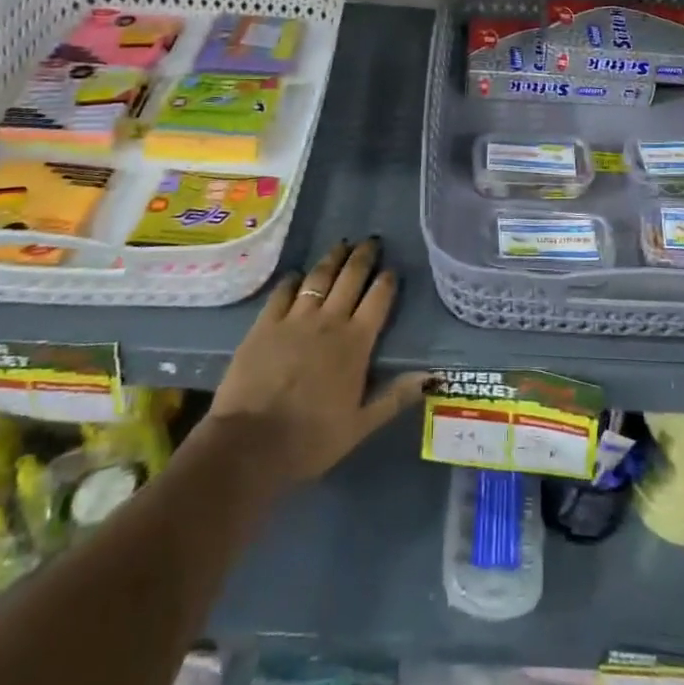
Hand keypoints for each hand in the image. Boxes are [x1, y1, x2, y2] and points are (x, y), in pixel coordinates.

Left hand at [208, 237, 428, 482]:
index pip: (378, 299)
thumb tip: (433, 376)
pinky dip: (294, 279)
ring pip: (319, 277)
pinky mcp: (265, 323)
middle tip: (371, 241)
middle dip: (363, 257)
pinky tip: (298, 274)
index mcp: (356, 343)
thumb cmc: (311, 438)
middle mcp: (329, 321)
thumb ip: (395, 396)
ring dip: (332, 258)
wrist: (250, 443)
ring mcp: (295, 318)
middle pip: (351, 278)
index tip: (392, 269)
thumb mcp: (361, 425)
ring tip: (341, 245)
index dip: (387, 281)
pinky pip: (283, 291)